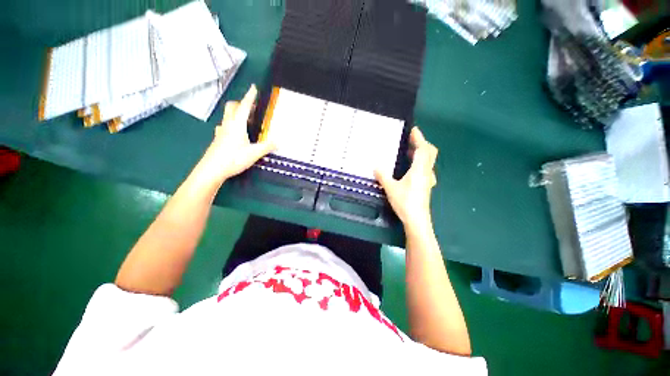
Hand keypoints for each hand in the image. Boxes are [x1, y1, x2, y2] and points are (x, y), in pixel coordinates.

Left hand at [199, 85, 275, 185]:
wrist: (211, 170)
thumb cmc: (233, 159)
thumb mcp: (254, 153)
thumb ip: (267, 146)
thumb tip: (279, 142)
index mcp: (237, 125)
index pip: (244, 106)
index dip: (249, 96)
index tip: (253, 87)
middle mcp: (228, 125)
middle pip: (232, 107)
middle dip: (240, 103)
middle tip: (251, 107)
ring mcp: (221, 132)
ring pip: (227, 116)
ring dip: (236, 113)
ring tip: (245, 120)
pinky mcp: (217, 139)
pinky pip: (224, 126)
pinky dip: (231, 124)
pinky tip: (234, 133)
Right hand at [375, 127, 437, 231]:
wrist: (417, 220)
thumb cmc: (405, 202)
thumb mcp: (390, 188)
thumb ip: (383, 176)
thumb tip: (376, 166)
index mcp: (419, 170)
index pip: (422, 149)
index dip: (419, 138)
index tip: (414, 130)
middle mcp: (426, 172)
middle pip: (430, 153)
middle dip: (422, 144)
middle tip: (412, 140)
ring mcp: (428, 180)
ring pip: (429, 161)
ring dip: (421, 153)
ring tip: (409, 151)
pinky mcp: (426, 186)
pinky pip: (426, 169)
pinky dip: (420, 163)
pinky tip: (412, 168)